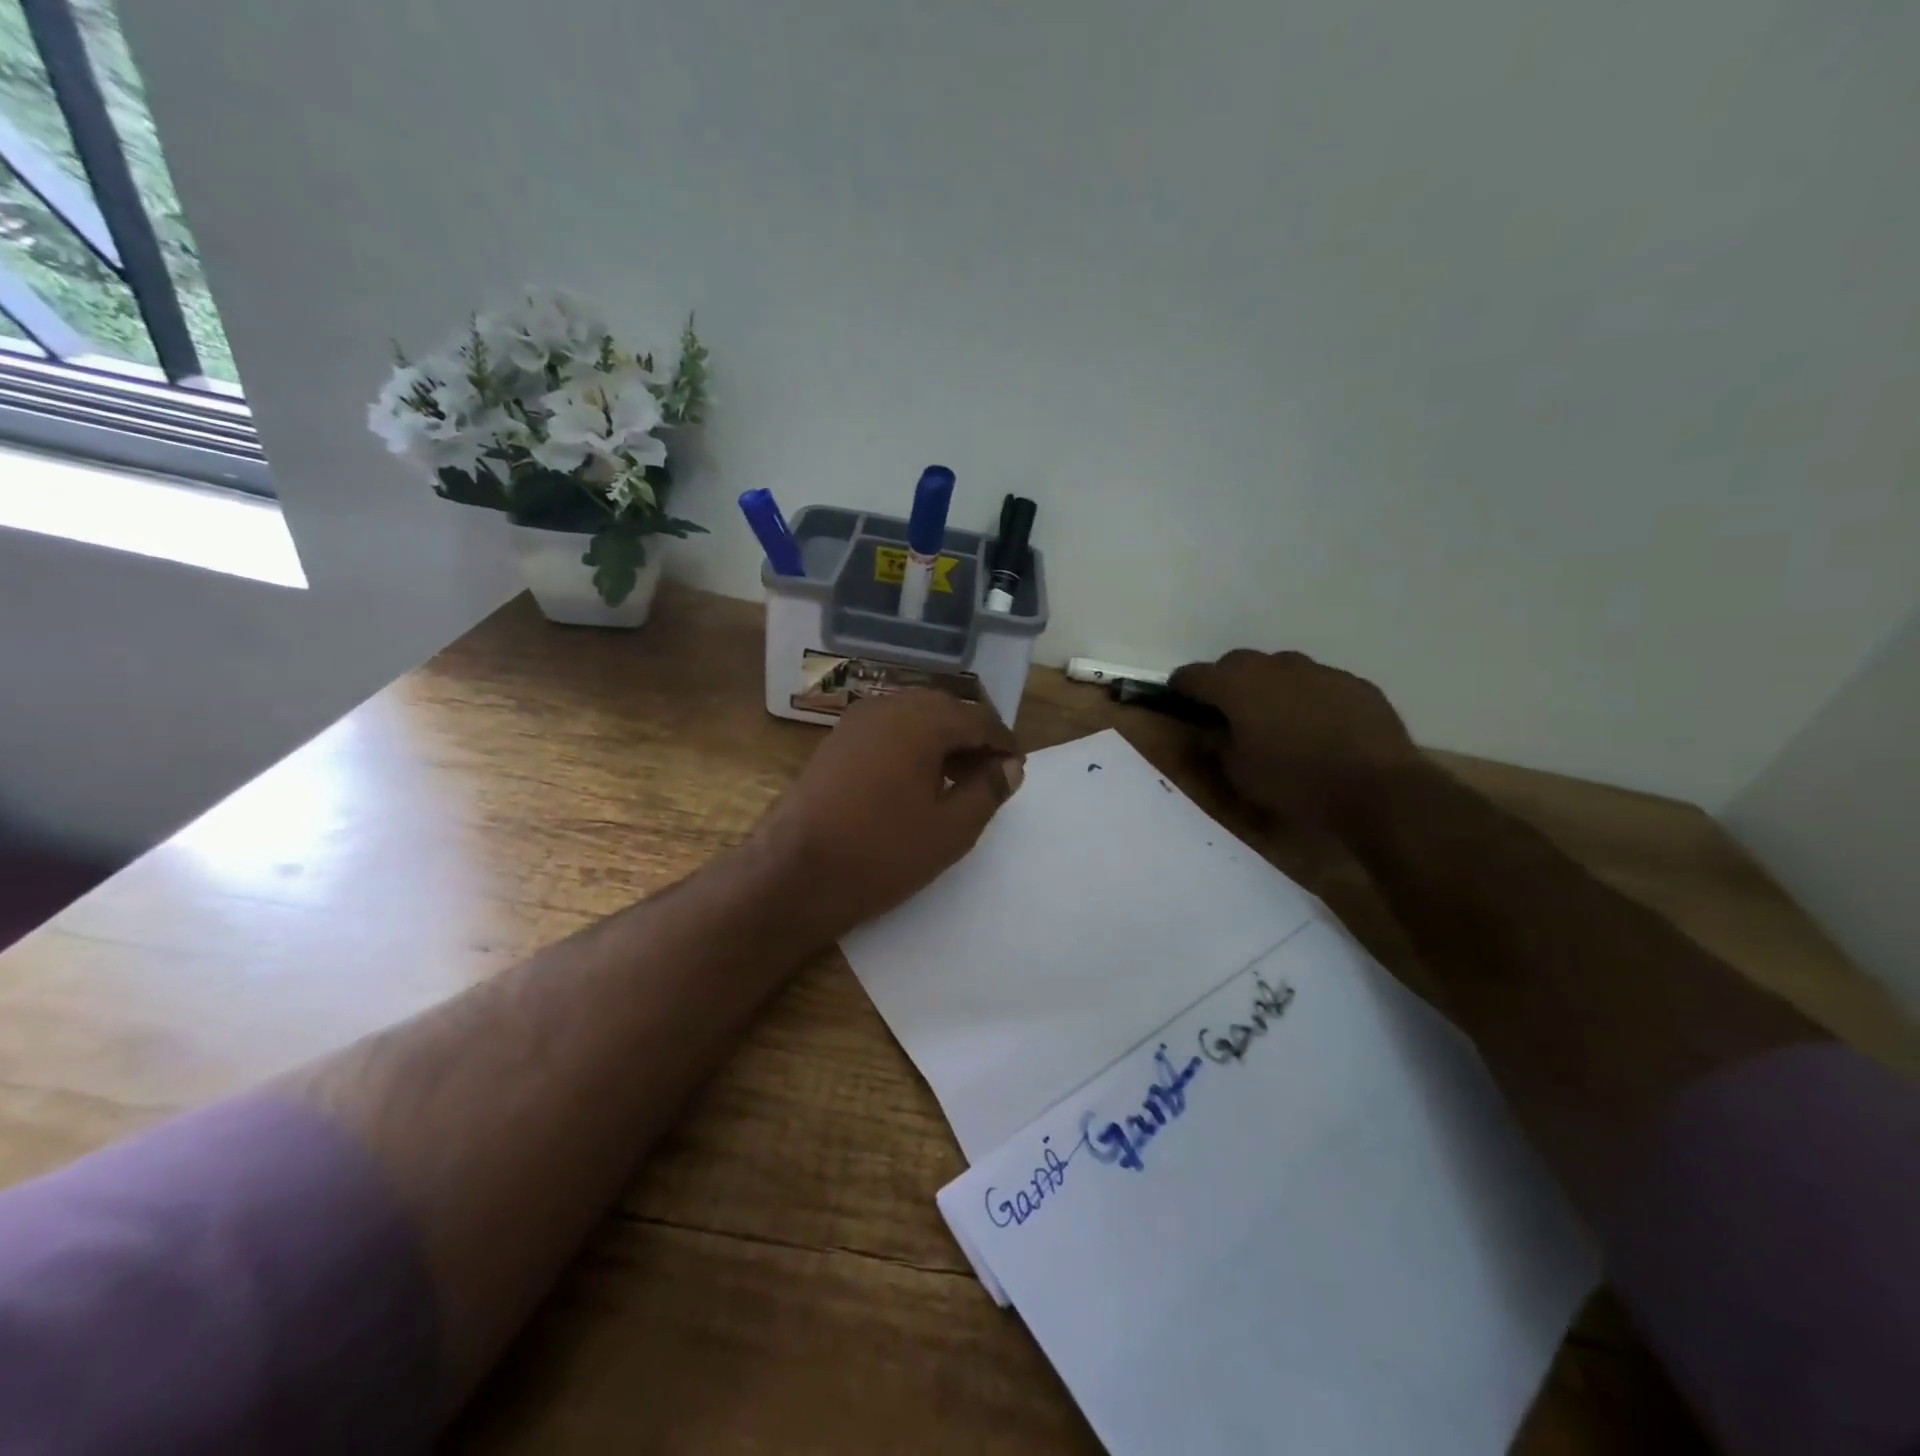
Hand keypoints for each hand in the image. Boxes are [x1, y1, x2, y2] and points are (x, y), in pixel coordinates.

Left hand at [750, 689, 1022, 941]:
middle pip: (947, 710)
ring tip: (956, 782)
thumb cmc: (882, 851)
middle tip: (989, 776)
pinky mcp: (837, 739)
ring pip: (916, 717)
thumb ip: (988, 790)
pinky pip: (889, 730)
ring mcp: (858, 719)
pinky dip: (912, 746)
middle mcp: (891, 705)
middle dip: (972, 738)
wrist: (794, 871)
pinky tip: (916, 782)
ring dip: (942, 741)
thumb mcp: (951, 829)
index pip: (979, 718)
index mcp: (924, 718)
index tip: (1017, 770)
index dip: (1004, 743)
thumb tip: (1011, 765)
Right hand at [1169, 650, 1418, 827]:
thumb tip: (1209, 731)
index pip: (1194, 675)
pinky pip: (1318, 684)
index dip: (1181, 688)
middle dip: (1226, 683)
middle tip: (1228, 714)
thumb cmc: (1295, 782)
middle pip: (1237, 663)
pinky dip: (1308, 698)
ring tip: (1276, 721)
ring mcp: (1319, 671)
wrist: (1378, 788)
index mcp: (1238, 685)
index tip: (1179, 702)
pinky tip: (1318, 729)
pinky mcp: (1354, 683)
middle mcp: (1275, 666)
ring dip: (1269, 688)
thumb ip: (1216, 745)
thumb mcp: (1239, 774)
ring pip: (1281, 670)